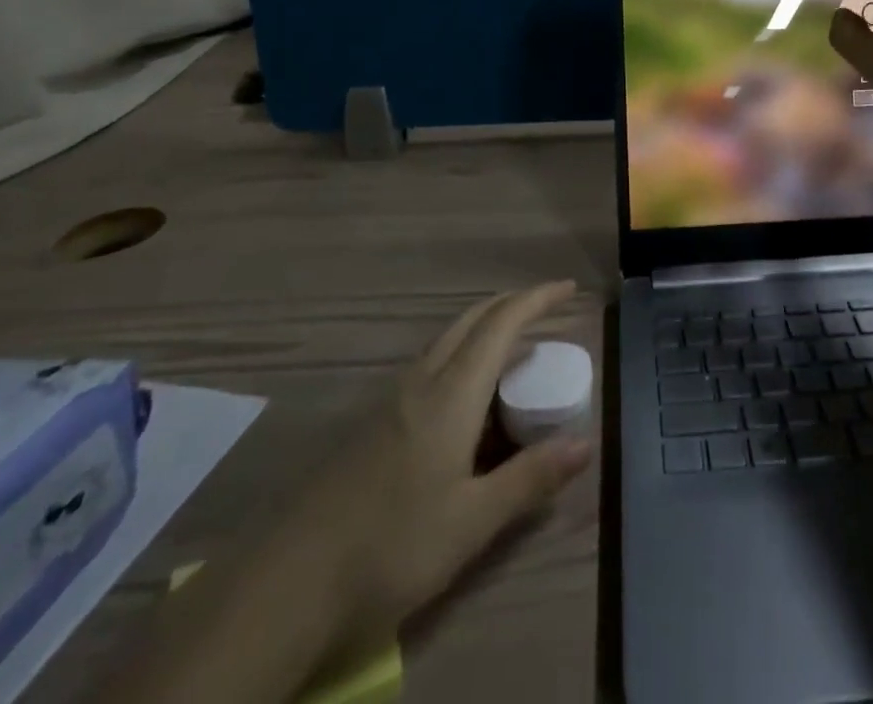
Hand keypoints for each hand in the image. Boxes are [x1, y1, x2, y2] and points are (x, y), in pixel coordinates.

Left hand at [306, 282, 592, 641]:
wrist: (286, 585)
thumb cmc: (390, 547)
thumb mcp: (472, 522)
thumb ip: (530, 478)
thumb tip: (586, 442)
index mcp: (451, 394)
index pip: (501, 324)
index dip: (537, 299)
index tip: (568, 287)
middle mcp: (421, 382)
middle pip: (470, 320)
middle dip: (510, 305)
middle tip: (546, 311)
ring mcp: (389, 401)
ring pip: (446, 342)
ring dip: (484, 331)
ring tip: (513, 354)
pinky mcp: (371, 425)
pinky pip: (428, 368)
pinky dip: (461, 359)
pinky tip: (464, 403)